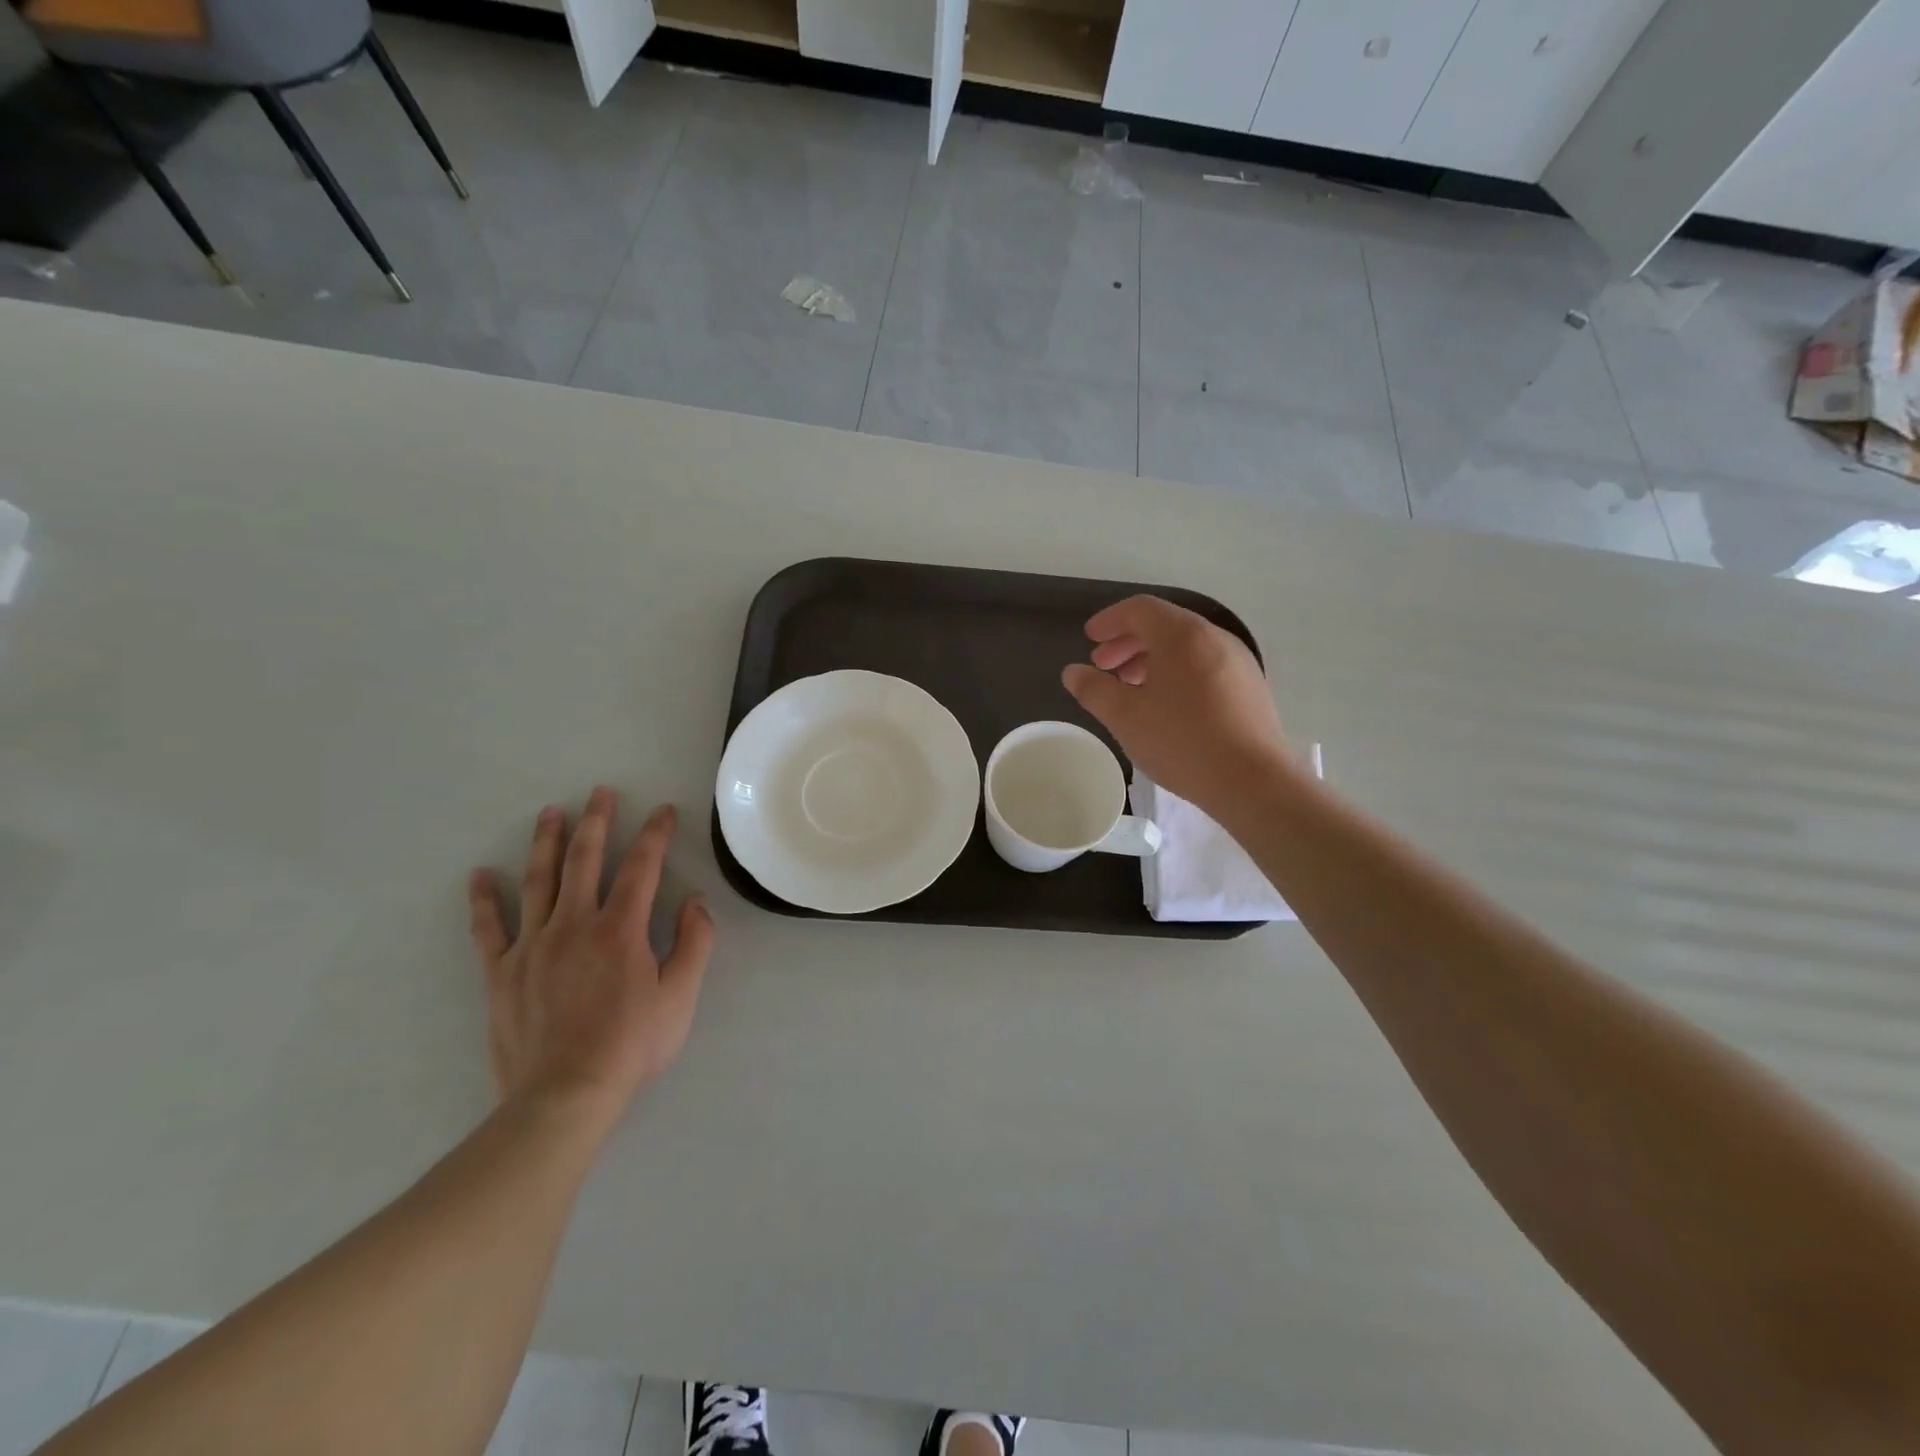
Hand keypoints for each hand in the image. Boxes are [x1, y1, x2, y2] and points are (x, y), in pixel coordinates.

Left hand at [468, 789, 715, 1127]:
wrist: (563, 1097)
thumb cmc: (631, 1046)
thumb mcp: (681, 996)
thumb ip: (694, 943)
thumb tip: (695, 901)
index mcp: (620, 929)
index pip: (642, 867)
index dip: (654, 834)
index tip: (662, 810)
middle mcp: (574, 925)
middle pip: (584, 861)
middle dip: (597, 822)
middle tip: (600, 792)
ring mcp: (532, 946)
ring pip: (538, 881)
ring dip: (546, 843)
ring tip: (550, 813)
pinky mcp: (501, 973)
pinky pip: (489, 928)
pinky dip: (483, 900)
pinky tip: (479, 876)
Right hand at [1062, 595, 1291, 816]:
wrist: (1254, 782)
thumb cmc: (1182, 742)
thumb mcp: (1125, 717)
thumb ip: (1094, 689)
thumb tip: (1073, 672)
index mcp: (1183, 635)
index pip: (1140, 609)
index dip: (1109, 620)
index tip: (1089, 638)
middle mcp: (1215, 638)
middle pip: (1164, 625)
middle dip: (1128, 641)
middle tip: (1103, 666)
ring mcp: (1238, 662)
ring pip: (1186, 647)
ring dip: (1152, 659)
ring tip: (1130, 688)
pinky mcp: (1250, 687)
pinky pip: (1205, 665)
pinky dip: (1177, 673)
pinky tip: (1166, 706)